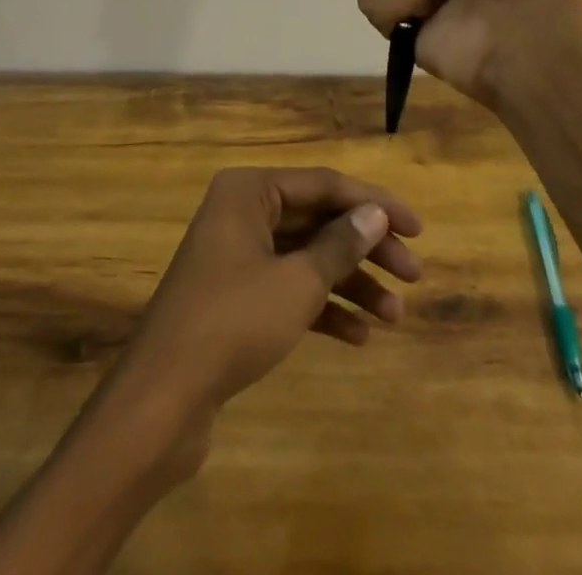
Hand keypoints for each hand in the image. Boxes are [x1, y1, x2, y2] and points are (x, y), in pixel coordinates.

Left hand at [116, 167, 422, 442]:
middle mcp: (242, 212)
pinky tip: (358, 337)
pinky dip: (322, 307)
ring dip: (350, 282)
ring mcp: (237, 255)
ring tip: (395, 316)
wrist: (164, 397)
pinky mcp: (236, 296)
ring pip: (306, 257)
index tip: (418, 229)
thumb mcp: (296, 282)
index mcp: (250, 191)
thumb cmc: (233, 322)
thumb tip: (375, 213)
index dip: (374, 204)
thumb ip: (339, 244)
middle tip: (413, 276)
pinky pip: (289, 289)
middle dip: (366, 247)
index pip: (324, 184)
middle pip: (317, 220)